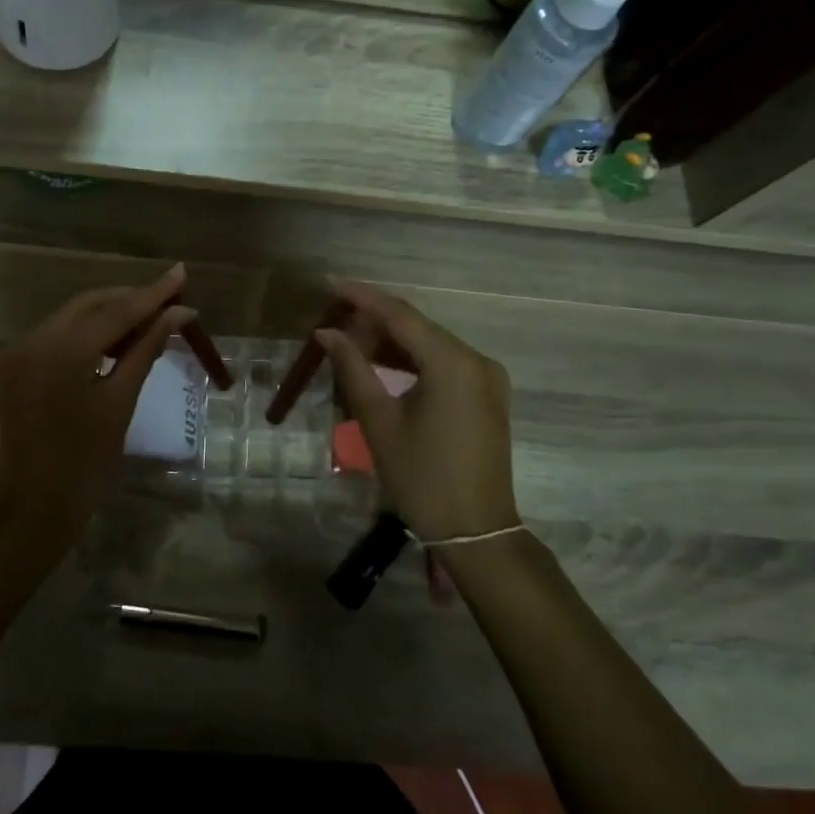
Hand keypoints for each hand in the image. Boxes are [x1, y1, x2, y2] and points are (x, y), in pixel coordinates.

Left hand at [0, 264, 194, 555]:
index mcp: (61, 351)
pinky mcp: (15, 365)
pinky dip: (87, 333)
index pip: (115, 311)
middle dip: (129, 300)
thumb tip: (179, 313)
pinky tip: (114, 341)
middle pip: (90, 304)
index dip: (152, 294)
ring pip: (72, 316)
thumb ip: (146, 349)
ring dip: (109, 315)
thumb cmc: (86, 462)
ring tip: (148, 322)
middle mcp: (33, 340)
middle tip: (169, 301)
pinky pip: (57, 335)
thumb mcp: (120, 402)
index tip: (180, 273)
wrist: (34, 508)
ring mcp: (19, 351)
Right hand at [316, 281, 517, 542]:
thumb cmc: (421, 477)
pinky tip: (384, 365)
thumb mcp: (379, 421)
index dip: (362, 297)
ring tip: (351, 344)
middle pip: (417, 326)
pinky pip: (444, 363)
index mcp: (452, 363)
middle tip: (334, 323)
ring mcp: (486, 377)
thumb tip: (327, 332)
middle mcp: (476, 360)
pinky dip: (413, 360)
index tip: (330, 283)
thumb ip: (353, 368)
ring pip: (431, 344)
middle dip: (375, 320)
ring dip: (392, 341)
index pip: (400, 315)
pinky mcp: (487, 394)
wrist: (475, 530)